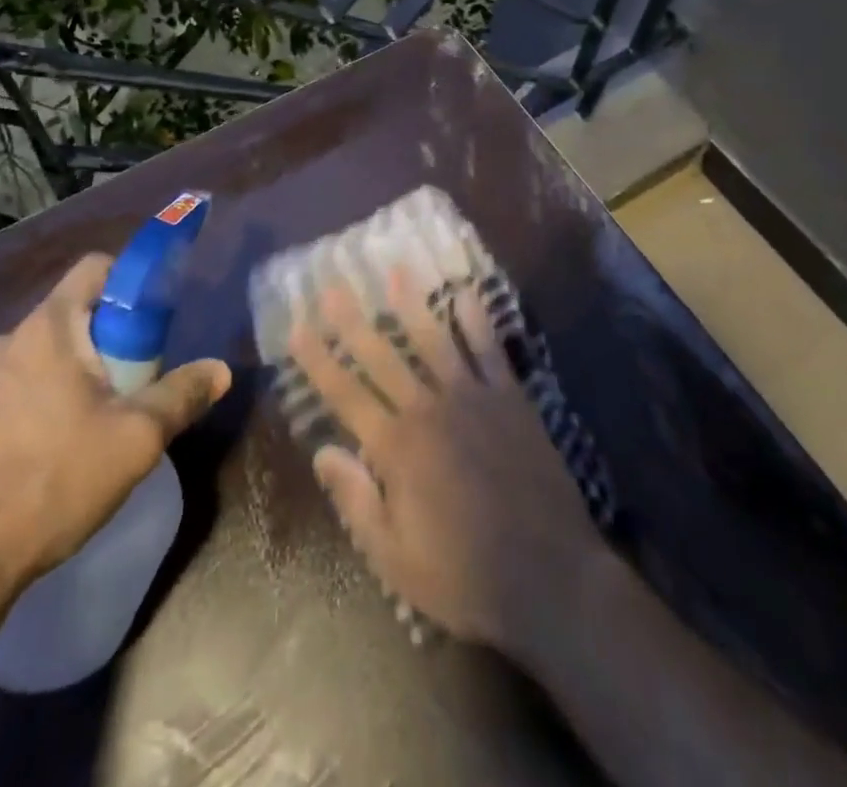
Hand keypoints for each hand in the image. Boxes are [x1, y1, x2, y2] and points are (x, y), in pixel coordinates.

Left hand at [0, 253, 230, 597]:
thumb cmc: (51, 484)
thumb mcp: (134, 441)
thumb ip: (181, 396)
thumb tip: (220, 370)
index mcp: (48, 329)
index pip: (94, 268)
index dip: (128, 282)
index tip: (147, 326)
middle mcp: (1, 342)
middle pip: (66, 319)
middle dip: (100, 346)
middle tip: (122, 394)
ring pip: (31, 361)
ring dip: (59, 381)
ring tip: (76, 436)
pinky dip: (22, 412)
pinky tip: (30, 464)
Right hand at [287, 272, 602, 655]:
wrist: (550, 577)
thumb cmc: (464, 576)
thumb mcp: (395, 558)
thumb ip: (356, 500)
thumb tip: (322, 450)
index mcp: (397, 448)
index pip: (345, 394)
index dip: (318, 359)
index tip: (296, 327)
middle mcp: (429, 410)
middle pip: (383, 356)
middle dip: (353, 320)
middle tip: (332, 284)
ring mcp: (473, 398)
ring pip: (435, 340)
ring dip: (412, 304)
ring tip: (395, 269)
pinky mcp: (510, 399)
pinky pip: (490, 350)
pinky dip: (477, 320)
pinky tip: (466, 292)